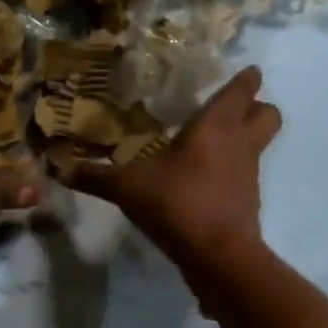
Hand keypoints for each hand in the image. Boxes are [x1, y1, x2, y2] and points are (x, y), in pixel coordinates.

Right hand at [65, 65, 280, 272]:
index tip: (243, 71)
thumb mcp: (128, 188)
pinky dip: (233, 173)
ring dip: (244, 140)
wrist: (217, 256)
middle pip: (269, 113)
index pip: (244, 89)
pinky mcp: (249, 201)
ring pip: (260, 144)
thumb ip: (95, 176)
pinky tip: (205, 182)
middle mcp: (241, 143)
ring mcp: (249, 173)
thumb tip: (59, 168)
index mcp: (217, 125)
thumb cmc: (178, 204)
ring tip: (211, 145)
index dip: (246, 78)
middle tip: (229, 109)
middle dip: (256, 107)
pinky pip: (246, 175)